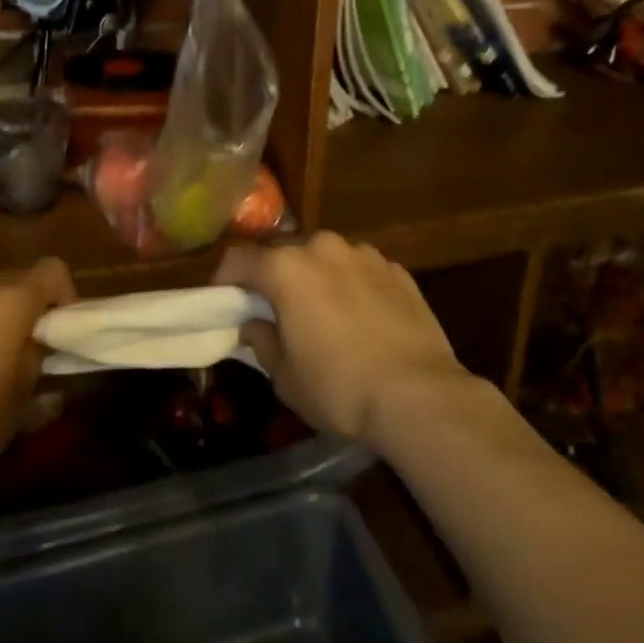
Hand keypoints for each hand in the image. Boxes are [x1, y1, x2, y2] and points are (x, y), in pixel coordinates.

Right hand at [217, 233, 468, 448]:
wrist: (419, 395)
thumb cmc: (340, 388)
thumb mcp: (285, 377)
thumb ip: (262, 341)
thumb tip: (254, 324)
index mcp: (286, 267)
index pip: (239, 257)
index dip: (224, 277)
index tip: (224, 300)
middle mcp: (322, 247)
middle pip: (283, 251)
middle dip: (273, 274)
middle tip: (273, 307)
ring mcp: (363, 253)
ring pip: (324, 256)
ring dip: (314, 276)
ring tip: (322, 311)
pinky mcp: (396, 268)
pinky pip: (359, 269)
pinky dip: (350, 284)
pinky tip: (361, 317)